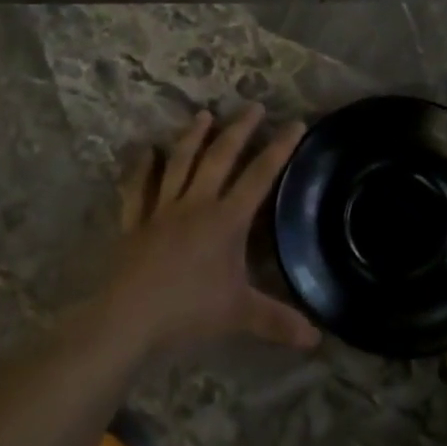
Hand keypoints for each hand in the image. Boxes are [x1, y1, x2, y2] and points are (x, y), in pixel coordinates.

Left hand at [103, 104, 319, 358]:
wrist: (129, 318)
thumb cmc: (188, 311)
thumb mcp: (240, 314)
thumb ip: (278, 321)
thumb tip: (317, 339)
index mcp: (226, 220)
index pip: (259, 177)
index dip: (279, 149)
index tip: (295, 123)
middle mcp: (195, 204)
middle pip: (220, 158)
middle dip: (239, 130)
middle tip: (253, 106)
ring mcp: (161, 209)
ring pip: (180, 164)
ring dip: (193, 137)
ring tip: (204, 114)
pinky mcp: (134, 222)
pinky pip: (137, 189)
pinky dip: (141, 168)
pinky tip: (145, 151)